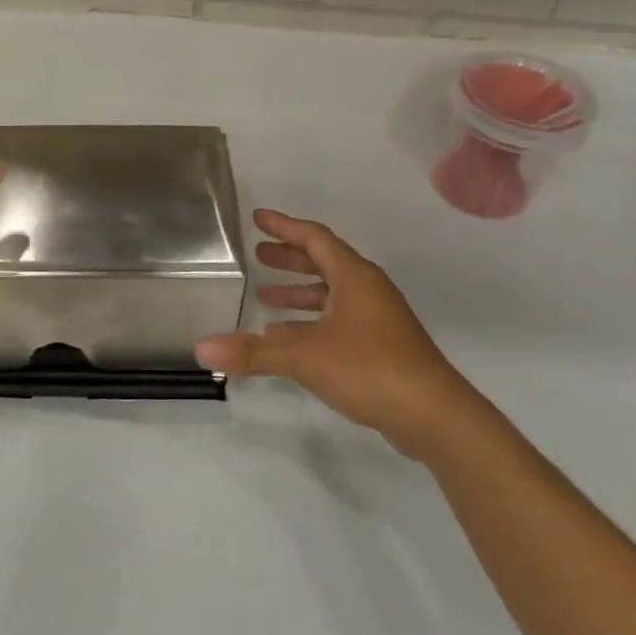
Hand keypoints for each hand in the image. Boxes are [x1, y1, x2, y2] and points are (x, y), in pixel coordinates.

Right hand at [196, 209, 478, 456]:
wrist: (434, 416)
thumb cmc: (370, 368)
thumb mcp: (304, 356)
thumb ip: (252, 351)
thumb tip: (201, 349)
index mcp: (354, 277)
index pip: (315, 238)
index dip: (285, 227)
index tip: (258, 218)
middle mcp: (367, 291)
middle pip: (324, 263)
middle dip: (290, 259)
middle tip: (259, 255)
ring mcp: (378, 320)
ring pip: (331, 295)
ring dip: (299, 294)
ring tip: (265, 299)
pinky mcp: (381, 347)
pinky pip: (338, 321)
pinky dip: (311, 322)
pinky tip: (289, 339)